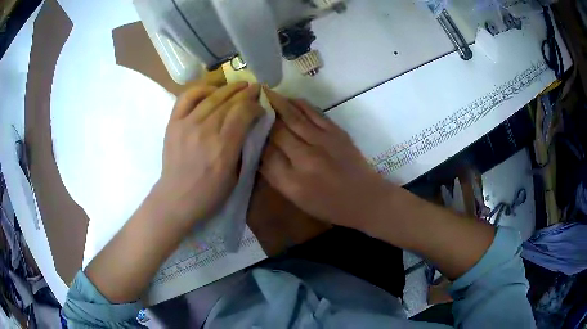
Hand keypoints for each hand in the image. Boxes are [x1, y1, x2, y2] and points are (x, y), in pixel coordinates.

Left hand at [155, 82, 263, 226]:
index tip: (261, 106)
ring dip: (229, 88)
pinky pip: (187, 97)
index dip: (255, 105)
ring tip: (239, 85)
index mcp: (223, 148)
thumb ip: (243, 149)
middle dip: (246, 93)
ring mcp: (187, 124)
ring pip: (212, 97)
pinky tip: (211, 90)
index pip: (243, 113)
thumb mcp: (236, 177)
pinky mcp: (173, 123)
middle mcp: (205, 131)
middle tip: (255, 88)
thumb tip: (250, 125)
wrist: (176, 198)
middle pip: (229, 102)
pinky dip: (201, 89)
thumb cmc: (209, 194)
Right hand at [260, 89, 392, 229]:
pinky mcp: (337, 132)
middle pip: (276, 132)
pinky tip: (289, 98)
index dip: (253, 138)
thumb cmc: (329, 206)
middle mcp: (305, 159)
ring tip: (264, 92)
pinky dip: (299, 104)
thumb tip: (260, 152)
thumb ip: (277, 176)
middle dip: (261, 116)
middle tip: (249, 103)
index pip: (264, 154)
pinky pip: (314, 113)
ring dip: (277, 103)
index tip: (244, 127)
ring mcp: (323, 142)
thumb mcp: (297, 200)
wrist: (365, 199)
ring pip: (293, 117)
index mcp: (293, 182)